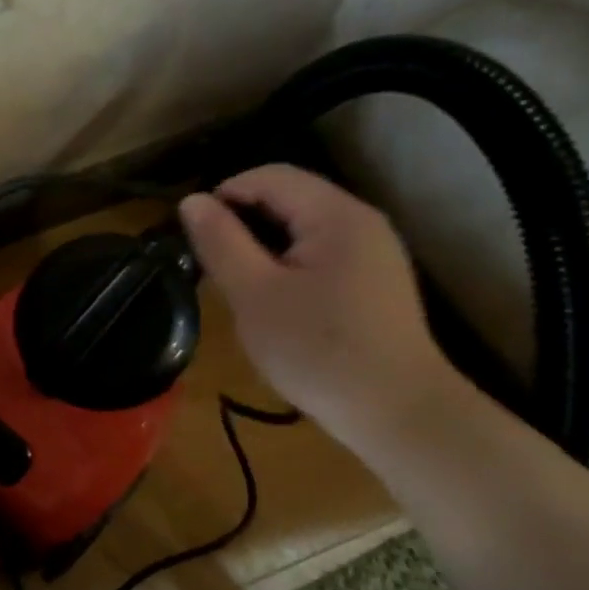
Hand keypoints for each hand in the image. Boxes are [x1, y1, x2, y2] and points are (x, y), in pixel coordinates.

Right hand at [179, 165, 460, 447]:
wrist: (397, 413)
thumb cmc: (318, 350)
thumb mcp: (254, 294)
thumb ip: (221, 242)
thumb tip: (191, 201)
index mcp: (336, 215)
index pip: (269, 176)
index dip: (224, 195)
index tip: (194, 235)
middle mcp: (361, 222)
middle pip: (288, 196)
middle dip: (242, 220)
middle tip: (210, 262)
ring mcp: (372, 251)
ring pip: (301, 225)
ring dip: (261, 243)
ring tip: (235, 280)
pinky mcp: (373, 279)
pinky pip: (318, 251)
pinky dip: (286, 261)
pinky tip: (272, 297)